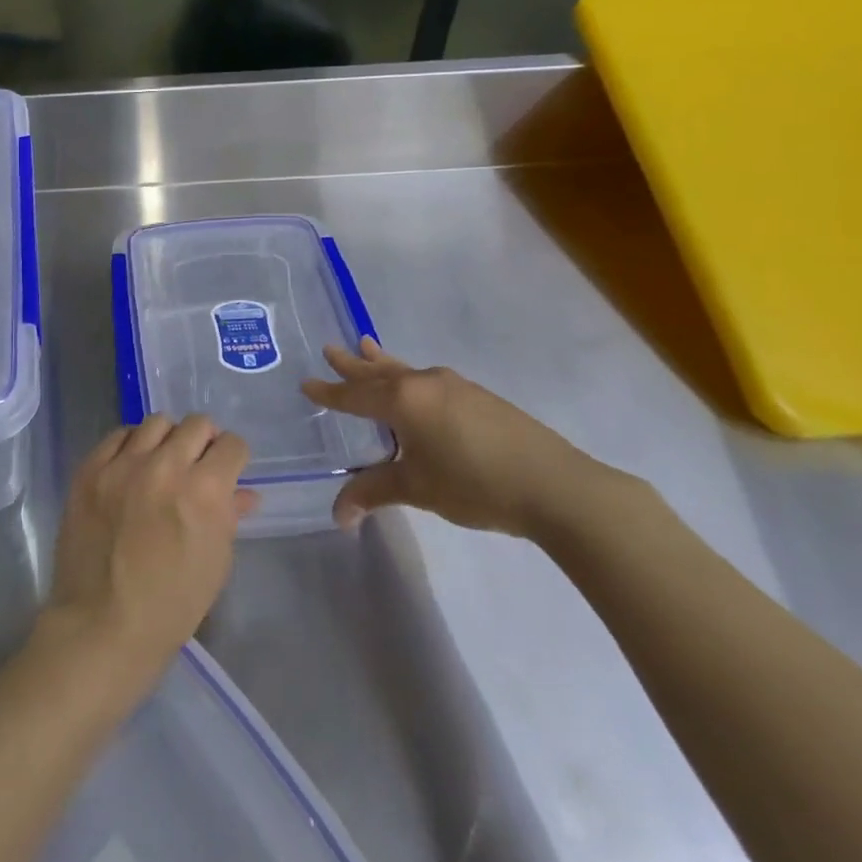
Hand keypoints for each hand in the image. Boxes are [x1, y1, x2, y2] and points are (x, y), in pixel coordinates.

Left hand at [43, 415, 256, 692]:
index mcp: (205, 491)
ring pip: (156, 422)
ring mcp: (123, 465)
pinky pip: (118, 435)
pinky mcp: (90, 469)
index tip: (228, 470)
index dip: (234, 458)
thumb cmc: (171, 605)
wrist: (102, 624)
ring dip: (168, 439)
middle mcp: (165, 466)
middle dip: (204, 442)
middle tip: (197, 464)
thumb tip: (244, 492)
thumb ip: (230, 517)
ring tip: (163, 462)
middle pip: (196, 424)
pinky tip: (132, 466)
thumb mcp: (215, 564)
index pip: (232, 445)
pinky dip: (131, 445)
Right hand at [303, 338, 603, 537]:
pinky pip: (428, 380)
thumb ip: (373, 492)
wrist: (555, 485)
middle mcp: (424, 384)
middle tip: (330, 349)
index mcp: (402, 401)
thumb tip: (338, 516)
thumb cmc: (474, 484)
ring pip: (406, 371)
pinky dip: (408, 378)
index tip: (307, 383)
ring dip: (382, 363)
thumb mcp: (417, 489)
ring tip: (367, 346)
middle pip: (378, 372)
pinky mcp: (479, 397)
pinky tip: (415, 388)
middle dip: (352, 364)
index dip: (330, 392)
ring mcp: (455, 386)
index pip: (354, 395)